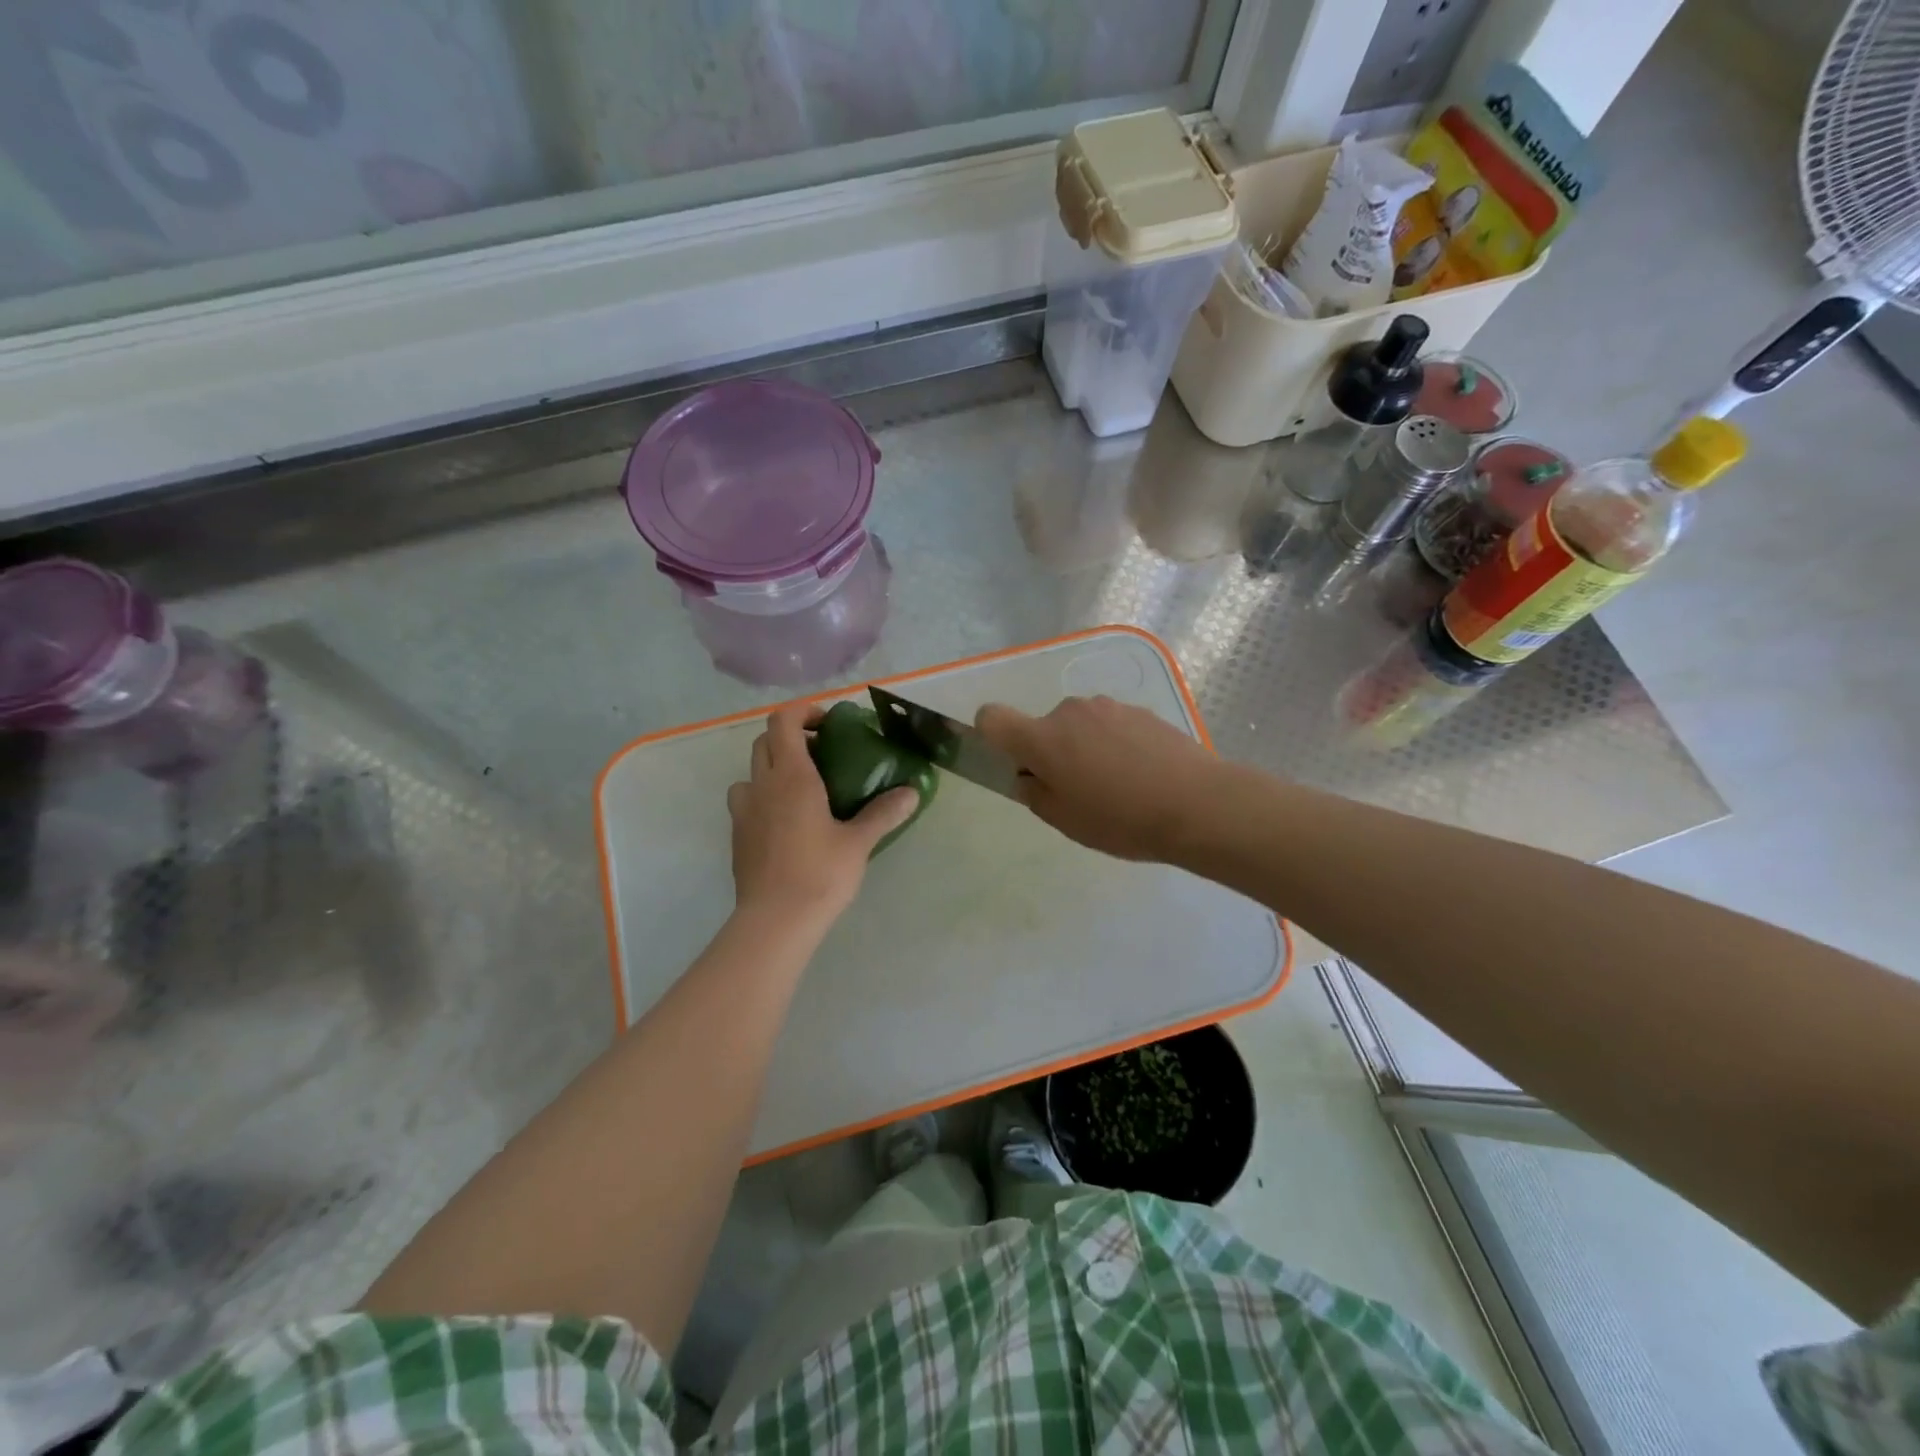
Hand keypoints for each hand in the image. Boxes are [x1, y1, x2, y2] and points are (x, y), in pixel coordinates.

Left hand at [726, 704, 918, 924]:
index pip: (783, 721)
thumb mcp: (859, 842)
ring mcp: (744, 811)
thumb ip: (884, 812)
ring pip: (751, 772)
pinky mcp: (738, 836)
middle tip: (823, 755)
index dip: (804, 712)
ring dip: (772, 768)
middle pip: (765, 741)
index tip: (829, 724)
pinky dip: (764, 798)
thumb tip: (912, 791)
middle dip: (791, 738)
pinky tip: (787, 823)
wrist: (775, 921)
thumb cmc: (819, 874)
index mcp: (792, 777)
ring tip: (801, 789)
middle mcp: (762, 785)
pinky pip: (747, 802)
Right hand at [975, 695, 1225, 862]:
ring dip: (1085, 747)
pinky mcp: (1141, 711)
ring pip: (1080, 726)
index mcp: (1043, 738)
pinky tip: (1143, 775)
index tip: (1014, 762)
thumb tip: (1029, 776)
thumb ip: (1035, 794)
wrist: (1198, 804)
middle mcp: (1070, 711)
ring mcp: (1109, 707)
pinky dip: (1115, 745)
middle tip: (1079, 791)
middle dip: (1051, 752)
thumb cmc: (1121, 819)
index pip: (992, 718)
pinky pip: (1111, 726)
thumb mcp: (1066, 820)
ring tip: (1118, 785)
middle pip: (1044, 726)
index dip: (991, 735)